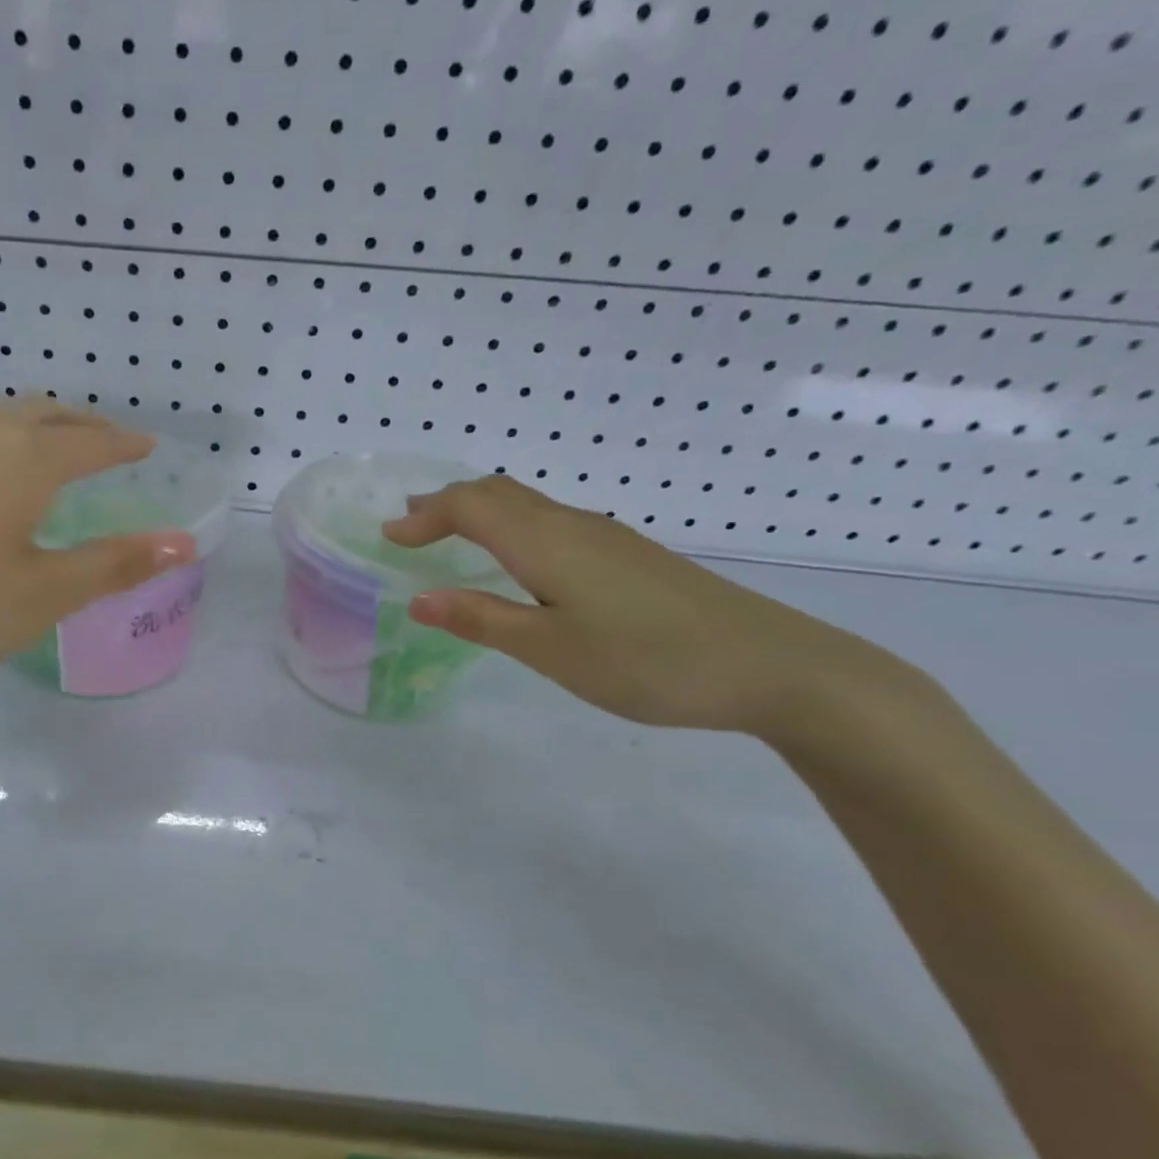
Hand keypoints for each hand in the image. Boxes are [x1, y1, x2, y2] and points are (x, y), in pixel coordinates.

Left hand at [0, 400, 194, 721]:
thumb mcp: (41, 597)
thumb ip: (113, 565)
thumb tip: (182, 543)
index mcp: (18, 461)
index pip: (89, 440)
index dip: (124, 444)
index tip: (148, 447)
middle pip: (40, 414)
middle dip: (82, 424)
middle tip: (108, 444)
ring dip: (34, 430)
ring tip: (51, 456)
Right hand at [383, 476, 904, 737]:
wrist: (770, 666)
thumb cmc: (648, 661)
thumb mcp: (551, 650)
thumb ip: (482, 620)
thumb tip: (418, 598)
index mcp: (545, 542)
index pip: (470, 506)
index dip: (425, 516)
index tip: (388, 537)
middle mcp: (572, 526)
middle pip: (498, 493)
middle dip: (447, 503)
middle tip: (409, 526)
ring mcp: (607, 537)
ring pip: (528, 504)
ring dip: (480, 511)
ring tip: (449, 533)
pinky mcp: (629, 556)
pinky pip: (551, 522)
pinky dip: (512, 526)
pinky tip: (517, 559)